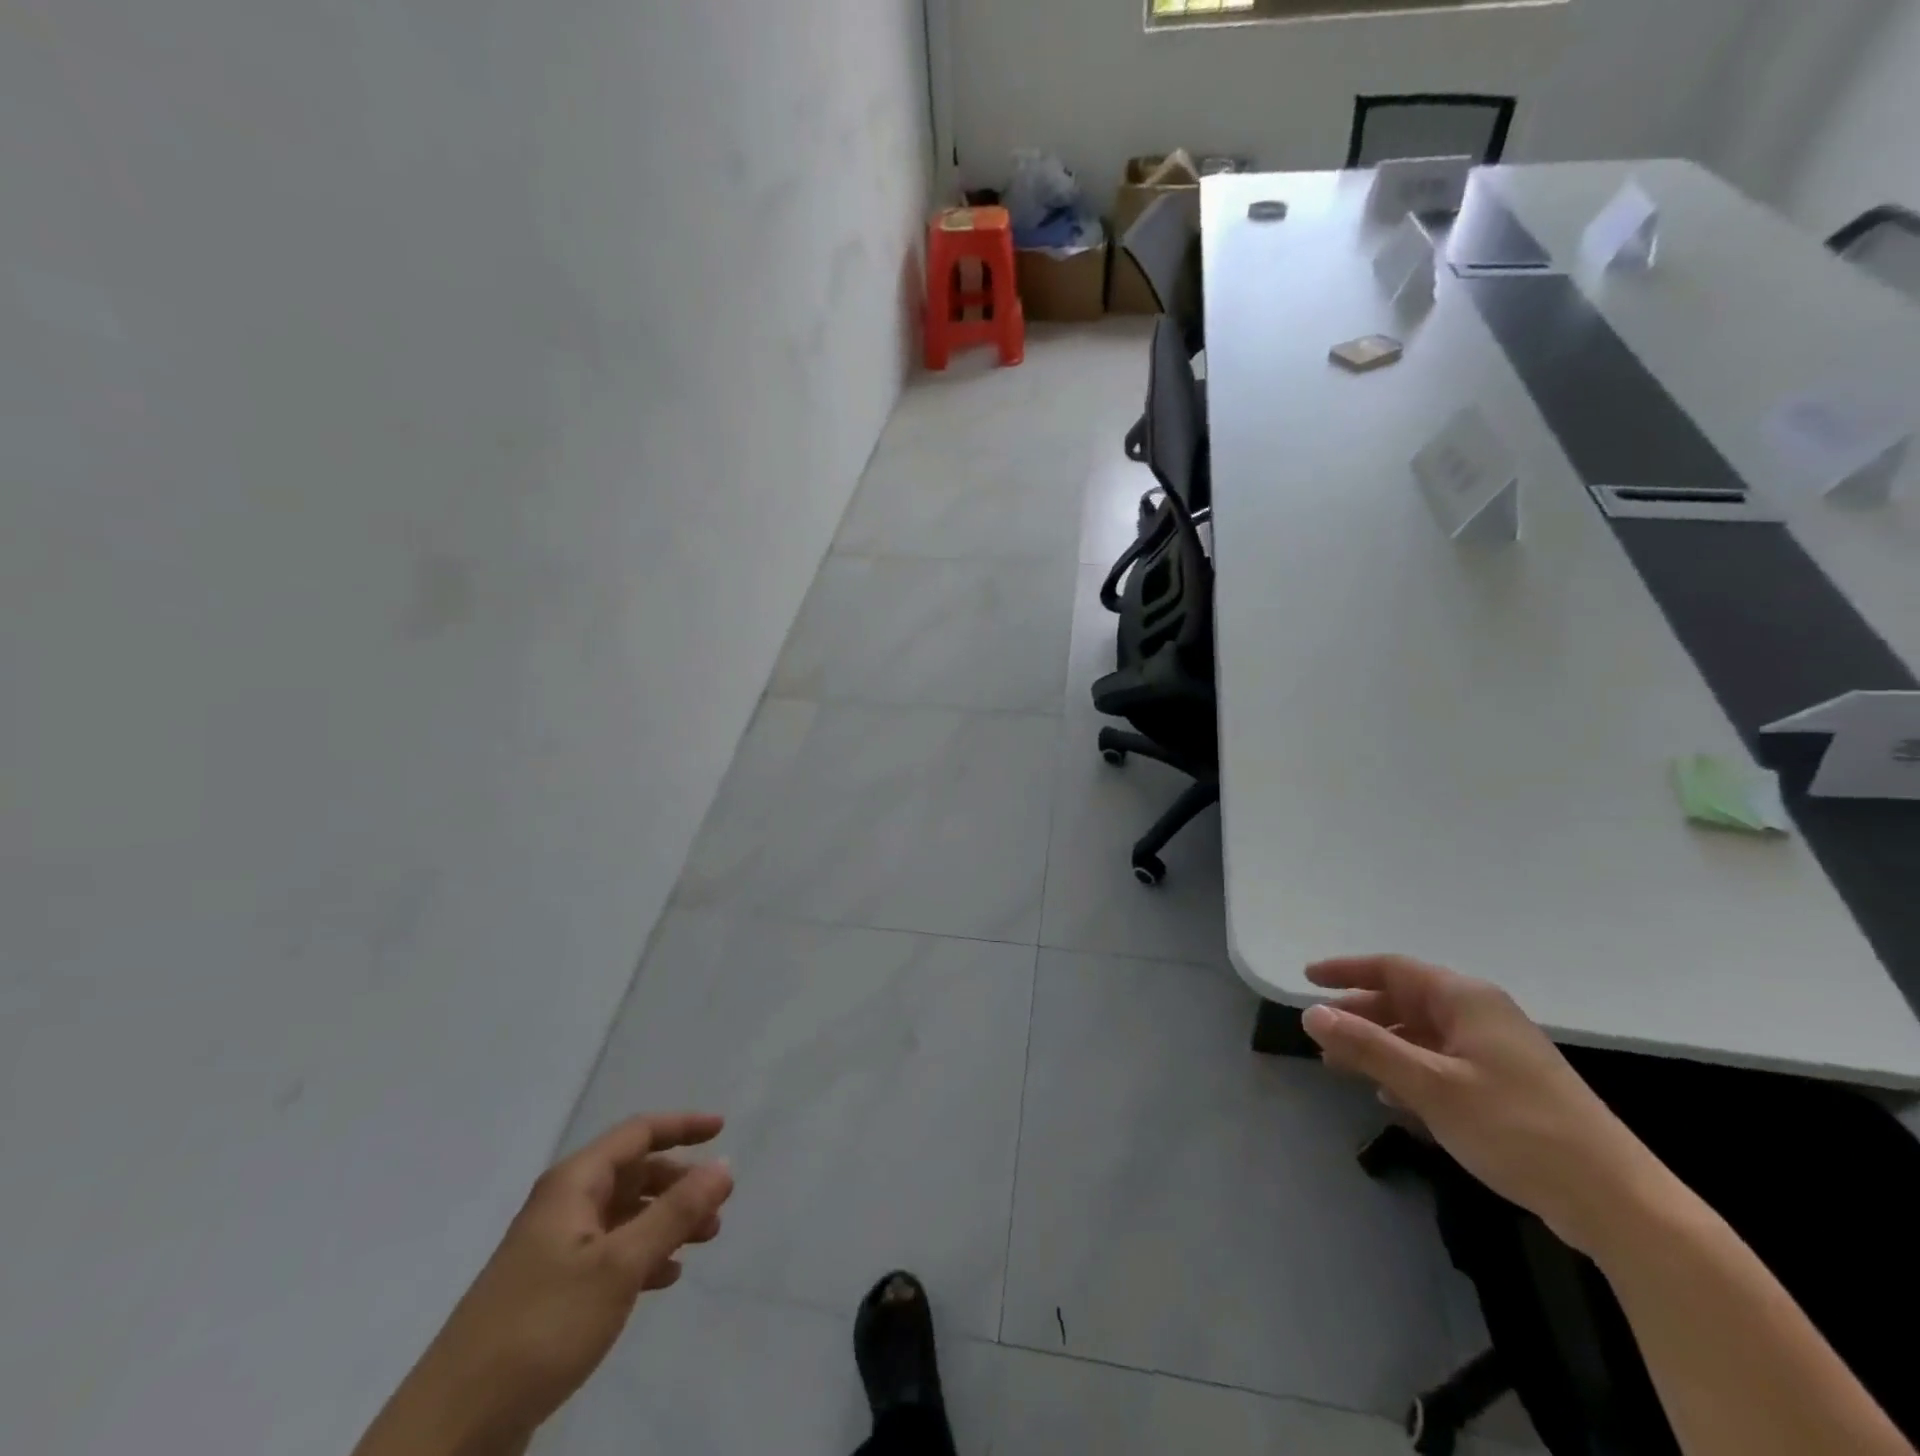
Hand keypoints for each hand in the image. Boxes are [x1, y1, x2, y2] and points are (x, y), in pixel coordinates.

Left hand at [354, 1112, 733, 1455]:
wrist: (452, 1428)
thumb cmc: (542, 1326)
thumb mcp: (619, 1265)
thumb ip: (676, 1212)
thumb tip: (725, 1165)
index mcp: (573, 1184)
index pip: (638, 1133)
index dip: (682, 1126)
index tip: (723, 1129)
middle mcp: (563, 1206)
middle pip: (633, 1173)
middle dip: (680, 1182)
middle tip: (719, 1204)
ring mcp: (554, 1250)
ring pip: (625, 1215)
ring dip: (667, 1220)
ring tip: (704, 1240)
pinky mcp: (551, 1293)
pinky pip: (611, 1254)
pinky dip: (644, 1256)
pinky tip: (666, 1279)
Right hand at [1302, 955, 1664, 1254]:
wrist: (1618, 1203)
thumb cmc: (1516, 1129)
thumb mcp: (1430, 1086)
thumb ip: (1367, 1046)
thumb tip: (1311, 1014)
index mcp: (1466, 1000)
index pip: (1393, 969)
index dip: (1346, 971)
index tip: (1307, 978)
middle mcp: (1481, 1015)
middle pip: (1406, 1000)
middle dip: (1360, 1014)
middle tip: (1321, 1032)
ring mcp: (1497, 1053)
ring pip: (1422, 1035)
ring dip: (1381, 1047)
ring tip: (1343, 1067)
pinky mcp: (1508, 1088)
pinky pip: (1443, 1064)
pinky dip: (1410, 1073)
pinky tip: (1393, 1099)